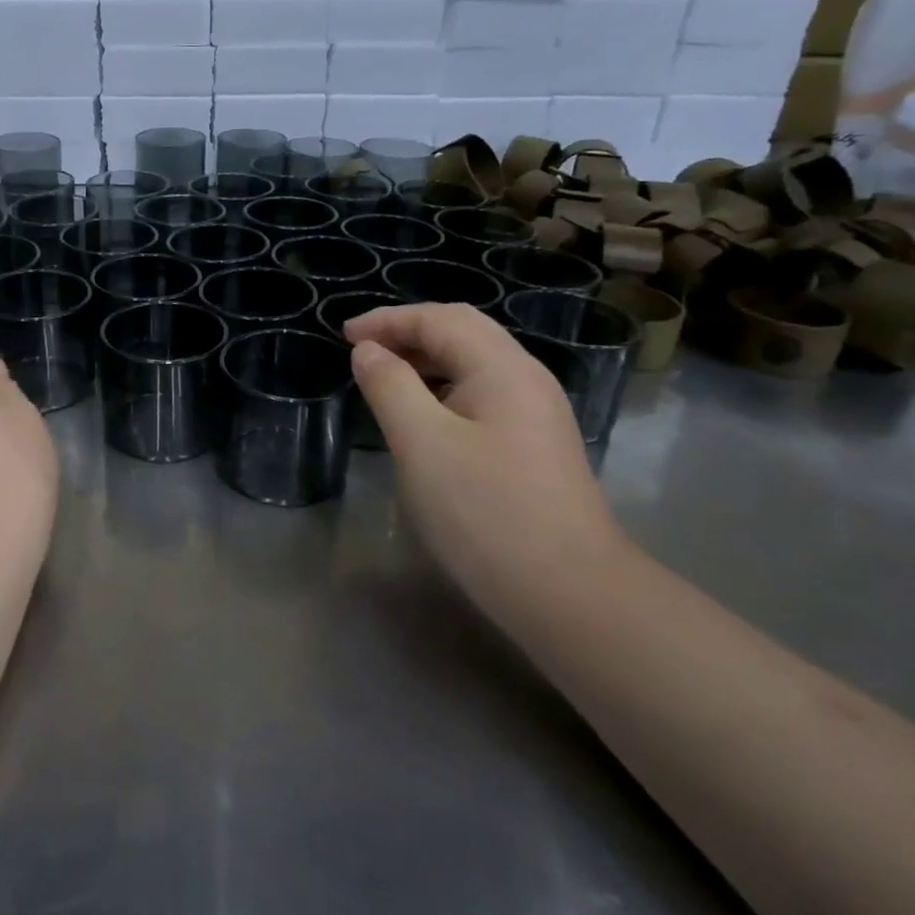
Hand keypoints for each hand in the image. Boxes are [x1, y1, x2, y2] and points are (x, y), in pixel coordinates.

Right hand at [342, 303, 623, 604]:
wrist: (571, 595)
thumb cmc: (486, 512)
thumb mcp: (422, 443)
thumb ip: (390, 386)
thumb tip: (368, 351)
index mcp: (503, 368)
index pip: (440, 319)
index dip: (388, 320)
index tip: (343, 335)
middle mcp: (526, 379)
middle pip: (463, 332)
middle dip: (408, 331)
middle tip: (362, 348)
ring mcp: (536, 413)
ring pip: (475, 364)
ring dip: (426, 359)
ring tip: (384, 375)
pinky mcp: (535, 445)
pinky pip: (482, 393)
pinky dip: (443, 387)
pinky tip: (423, 414)